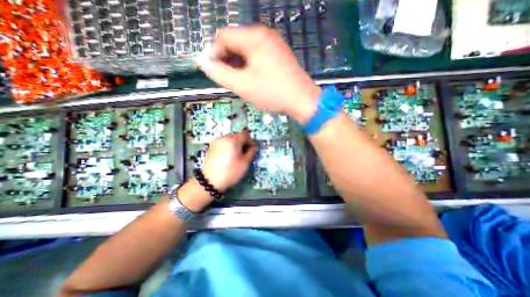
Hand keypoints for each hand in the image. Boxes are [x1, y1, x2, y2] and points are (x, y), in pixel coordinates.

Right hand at [198, 25, 319, 124]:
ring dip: (239, 65)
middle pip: (236, 43)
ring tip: (241, 82)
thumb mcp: (243, 85)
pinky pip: (258, 56)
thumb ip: (220, 73)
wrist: (301, 99)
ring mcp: (274, 44)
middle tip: (229, 80)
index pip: (223, 37)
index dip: (214, 53)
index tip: (214, 70)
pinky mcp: (279, 55)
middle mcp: (264, 35)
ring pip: (247, 51)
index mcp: (254, 37)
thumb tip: (204, 63)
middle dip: (228, 61)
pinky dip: (250, 66)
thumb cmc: (272, 92)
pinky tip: (252, 80)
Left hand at [201, 130, 255, 190]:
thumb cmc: (231, 171)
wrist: (210, 181)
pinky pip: (223, 143)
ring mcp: (216, 141)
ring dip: (236, 144)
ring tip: (237, 154)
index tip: (253, 149)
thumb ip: (251, 153)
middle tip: (246, 152)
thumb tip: (254, 148)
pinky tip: (229, 156)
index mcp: (233, 140)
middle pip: (237, 136)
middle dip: (243, 142)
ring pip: (230, 139)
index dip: (251, 141)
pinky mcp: (211, 147)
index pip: (245, 135)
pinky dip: (228, 146)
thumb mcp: (245, 163)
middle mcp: (224, 137)